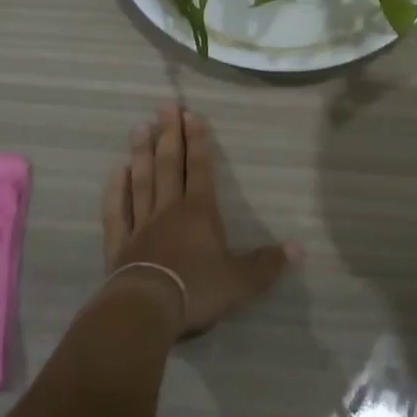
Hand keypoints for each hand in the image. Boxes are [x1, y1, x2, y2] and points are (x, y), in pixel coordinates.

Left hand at [101, 105, 299, 338]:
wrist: (146, 309)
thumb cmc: (197, 290)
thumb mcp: (240, 281)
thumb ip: (267, 264)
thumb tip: (300, 248)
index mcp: (199, 212)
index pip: (200, 168)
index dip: (197, 140)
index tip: (191, 113)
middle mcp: (169, 209)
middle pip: (169, 165)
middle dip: (169, 134)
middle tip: (165, 106)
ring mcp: (141, 224)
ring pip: (142, 180)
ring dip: (141, 153)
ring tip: (140, 126)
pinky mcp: (119, 243)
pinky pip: (117, 210)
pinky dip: (116, 190)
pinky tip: (116, 171)